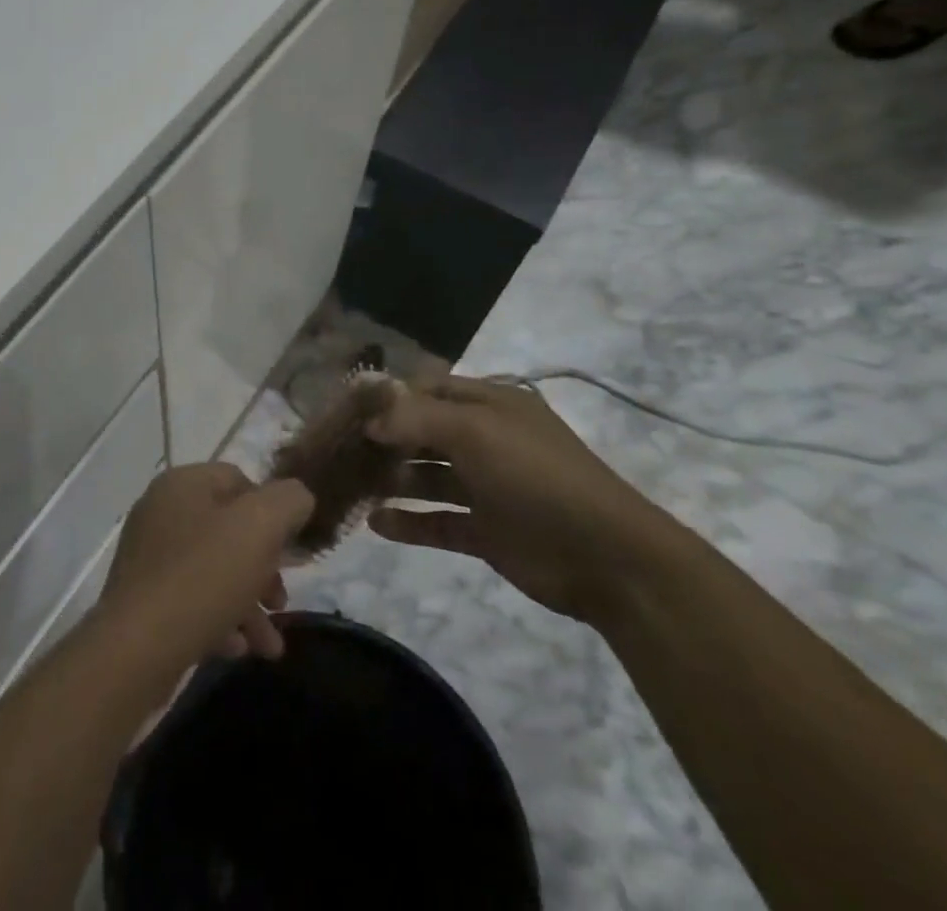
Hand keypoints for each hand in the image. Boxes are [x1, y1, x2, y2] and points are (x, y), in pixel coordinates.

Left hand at [101, 464, 313, 666]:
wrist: (135, 649)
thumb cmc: (202, 578)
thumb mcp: (259, 528)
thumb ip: (288, 502)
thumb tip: (297, 498)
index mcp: (183, 483)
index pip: (239, 480)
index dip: (271, 511)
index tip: (290, 551)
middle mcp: (161, 511)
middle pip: (228, 529)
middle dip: (263, 567)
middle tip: (280, 602)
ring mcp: (148, 556)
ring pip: (213, 570)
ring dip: (248, 604)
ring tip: (269, 645)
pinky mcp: (142, 598)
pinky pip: (191, 600)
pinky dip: (218, 621)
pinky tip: (236, 649)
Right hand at [366, 376, 676, 624]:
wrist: (607, 559)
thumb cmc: (536, 476)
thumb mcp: (476, 432)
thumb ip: (417, 419)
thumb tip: (370, 419)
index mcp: (490, 406)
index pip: (429, 389)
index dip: (390, 396)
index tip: (347, 408)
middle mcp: (486, 440)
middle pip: (424, 432)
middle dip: (384, 438)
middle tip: (338, 448)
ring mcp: (487, 487)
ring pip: (427, 477)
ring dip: (392, 479)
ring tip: (349, 484)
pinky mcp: (486, 531)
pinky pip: (438, 521)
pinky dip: (409, 522)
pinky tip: (375, 524)